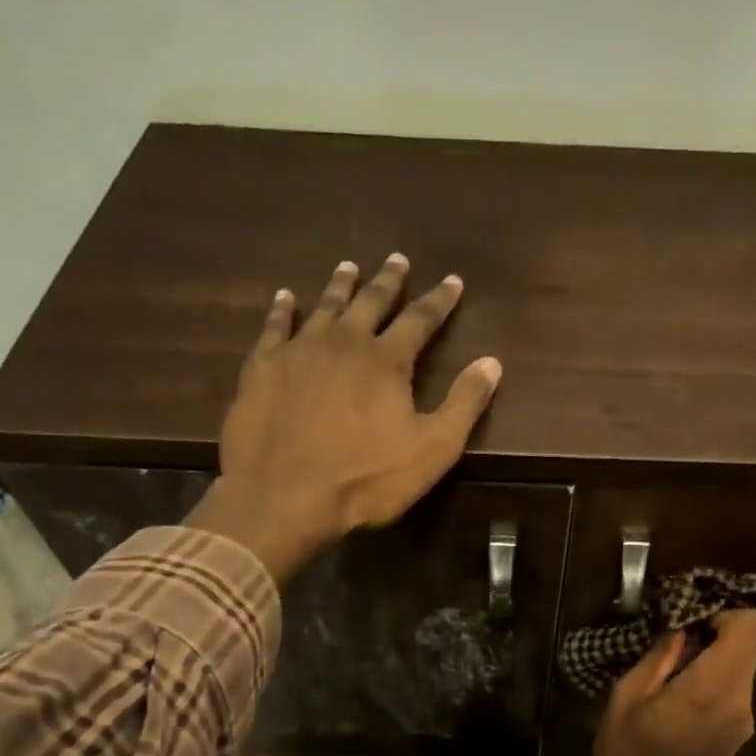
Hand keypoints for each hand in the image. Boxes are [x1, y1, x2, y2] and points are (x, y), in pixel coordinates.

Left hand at [184, 254, 502, 581]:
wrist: (284, 496)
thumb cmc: (366, 479)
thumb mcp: (433, 449)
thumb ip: (464, 403)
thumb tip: (492, 362)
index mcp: (387, 360)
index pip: (421, 319)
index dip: (439, 300)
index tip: (452, 281)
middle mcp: (343, 342)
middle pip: (370, 302)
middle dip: (388, 281)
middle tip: (397, 259)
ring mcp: (298, 351)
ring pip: (324, 307)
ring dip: (340, 286)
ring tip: (348, 267)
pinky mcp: (262, 368)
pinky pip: (275, 327)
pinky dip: (283, 309)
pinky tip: (285, 298)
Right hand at [591, 611, 755, 755]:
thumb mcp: (627, 697)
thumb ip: (660, 656)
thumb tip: (682, 627)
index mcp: (710, 688)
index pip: (751, 626)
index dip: (725, 613)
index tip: (690, 621)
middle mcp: (739, 701)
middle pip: (748, 644)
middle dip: (716, 633)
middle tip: (673, 643)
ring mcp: (744, 720)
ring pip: (742, 665)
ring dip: (713, 657)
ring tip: (669, 671)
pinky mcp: (740, 732)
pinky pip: (735, 688)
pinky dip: (714, 678)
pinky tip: (678, 695)